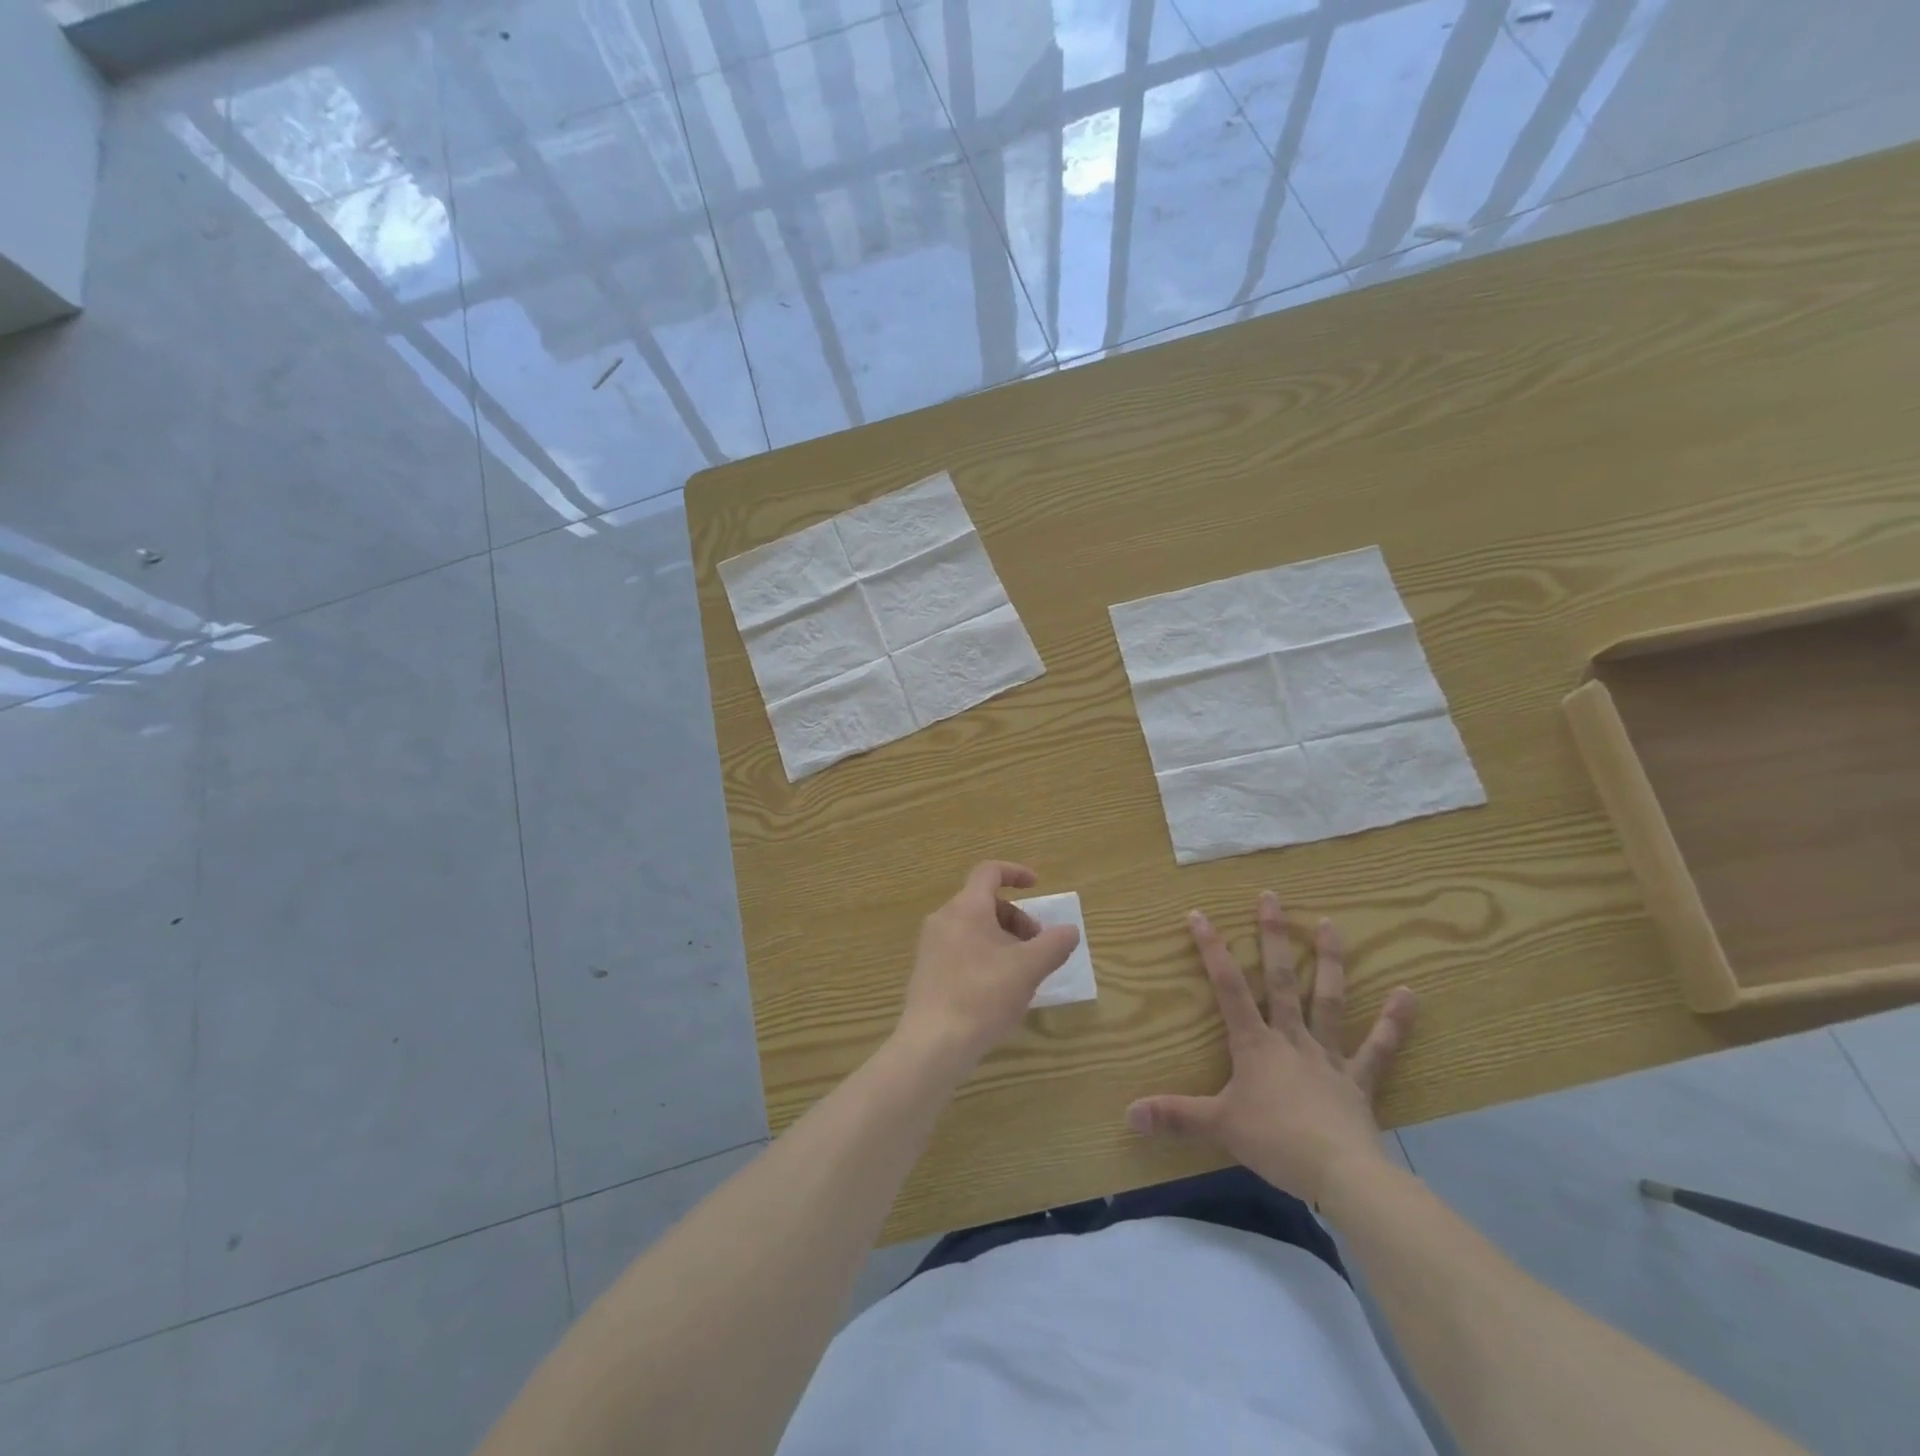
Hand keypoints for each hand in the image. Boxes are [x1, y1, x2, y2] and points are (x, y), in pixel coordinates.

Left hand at [894, 861, 1080, 1079]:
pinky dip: (984, 955)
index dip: (1015, 872)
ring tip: (1021, 972)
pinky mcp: (926, 970)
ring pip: (973, 927)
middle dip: (1016, 918)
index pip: (989, 871)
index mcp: (967, 907)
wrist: (933, 1043)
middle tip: (1037, 947)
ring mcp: (931, 945)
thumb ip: (1054, 944)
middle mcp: (944, 918)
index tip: (1036, 887)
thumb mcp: (1029, 969)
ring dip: (1002, 939)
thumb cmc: (983, 996)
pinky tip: (997, 990)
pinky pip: (960, 948)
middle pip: (984, 902)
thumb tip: (1070, 930)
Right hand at [1126, 892, 1416, 1206]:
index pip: (1228, 987)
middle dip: (1273, 937)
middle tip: (1272, 897)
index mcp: (1255, 1045)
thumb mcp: (1217, 1127)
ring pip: (1328, 1001)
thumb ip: (1175, 1116)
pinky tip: (1410, 994)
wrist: (1340, 1175)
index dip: (1212, 949)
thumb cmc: (1275, 1143)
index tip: (1200, 914)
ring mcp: (1328, 1057)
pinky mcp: (1358, 1080)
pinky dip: (1395, 1022)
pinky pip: (1379, 1048)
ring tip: (1331, 924)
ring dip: (1329, 962)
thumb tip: (1128, 1113)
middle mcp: (1291, 1038)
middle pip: (1281, 980)